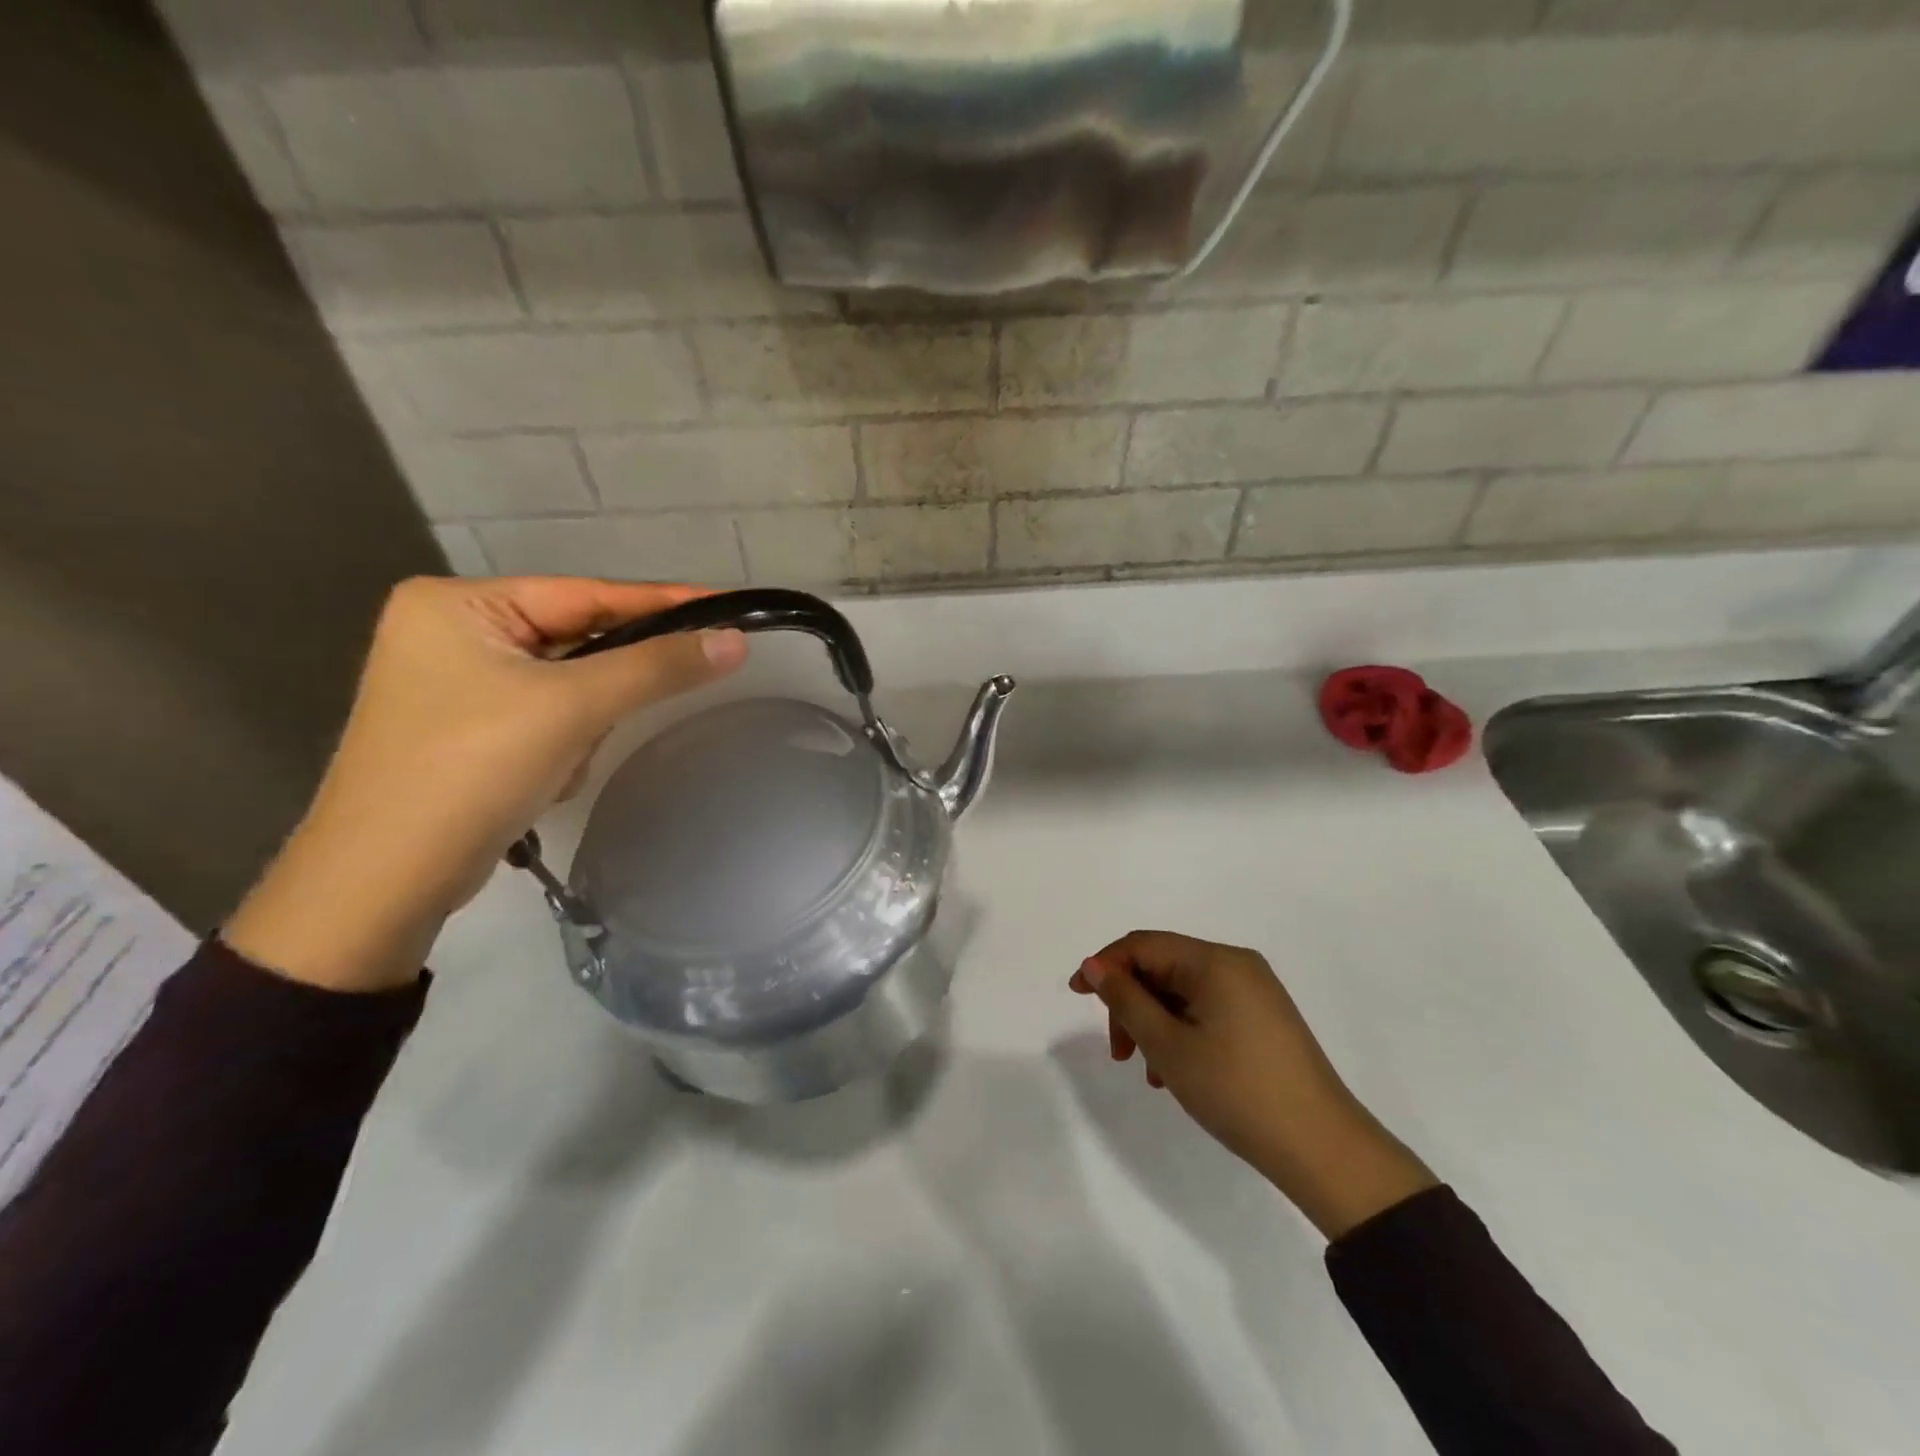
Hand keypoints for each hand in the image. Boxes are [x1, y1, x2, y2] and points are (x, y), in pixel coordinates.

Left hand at [225, 576, 746, 991]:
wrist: (384, 881)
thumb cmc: (472, 771)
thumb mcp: (572, 708)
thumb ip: (657, 667)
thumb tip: (734, 642)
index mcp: (458, 603)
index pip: (586, 592)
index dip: (662, 603)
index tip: (725, 607)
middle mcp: (451, 630)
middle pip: (575, 640)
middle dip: (606, 687)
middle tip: (637, 706)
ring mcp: (454, 681)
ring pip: (567, 684)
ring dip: (582, 724)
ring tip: (559, 764)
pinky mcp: (466, 726)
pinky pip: (546, 715)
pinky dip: (562, 744)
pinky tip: (543, 778)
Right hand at [1071, 930, 1436, 1238]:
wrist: (1323, 1149)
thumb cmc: (1236, 1090)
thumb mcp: (1168, 1046)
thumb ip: (1126, 1000)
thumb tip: (1095, 966)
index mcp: (1215, 961)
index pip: (1144, 944)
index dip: (1105, 965)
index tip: (1076, 996)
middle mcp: (1237, 964)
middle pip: (1163, 967)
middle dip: (1132, 1002)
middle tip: (1118, 1051)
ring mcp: (1255, 991)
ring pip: (1183, 992)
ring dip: (1155, 1022)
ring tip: (1150, 1072)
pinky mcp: (1265, 1018)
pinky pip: (1208, 1009)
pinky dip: (1182, 1031)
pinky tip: (1177, 1073)